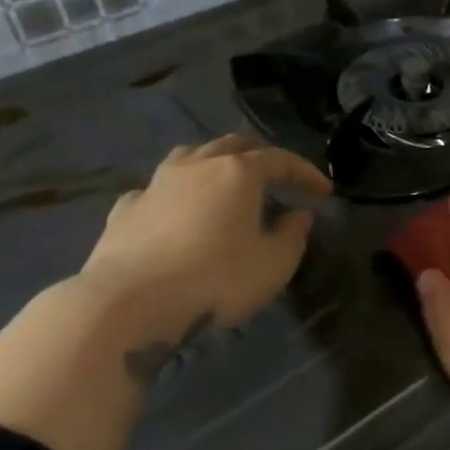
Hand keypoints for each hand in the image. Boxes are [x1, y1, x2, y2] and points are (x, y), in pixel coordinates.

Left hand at [80, 135, 330, 341]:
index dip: (306, 172)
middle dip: (260, 157)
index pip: (280, 159)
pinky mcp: (126, 209)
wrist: (129, 303)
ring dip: (214, 164)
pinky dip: (176, 194)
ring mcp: (156, 184)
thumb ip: (293, 235)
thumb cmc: (215, 280)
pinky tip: (176, 212)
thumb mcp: (274, 264)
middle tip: (276, 179)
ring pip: (191, 156)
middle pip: (234, 145)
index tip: (324, 191)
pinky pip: (158, 189)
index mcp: (238, 172)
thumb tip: (299, 214)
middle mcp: (196, 166)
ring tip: (225, 183)